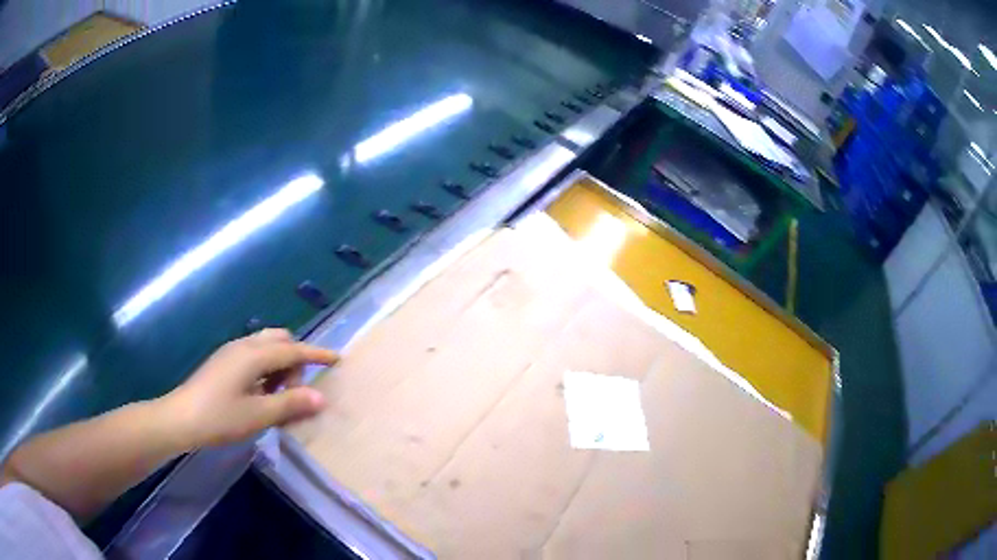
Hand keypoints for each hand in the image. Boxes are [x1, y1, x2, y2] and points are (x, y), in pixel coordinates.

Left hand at [162, 329, 338, 447]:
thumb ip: (290, 404)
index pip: (294, 350)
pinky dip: (266, 368)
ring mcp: (231, 352)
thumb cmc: (219, 417)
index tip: (338, 358)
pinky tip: (260, 393)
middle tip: (295, 391)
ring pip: (266, 346)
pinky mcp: (224, 362)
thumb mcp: (258, 415)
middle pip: (280, 340)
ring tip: (277, 396)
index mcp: (254, 355)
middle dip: (295, 359)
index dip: (317, 354)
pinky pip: (253, 355)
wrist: (181, 418)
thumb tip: (321, 397)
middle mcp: (244, 346)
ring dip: (279, 365)